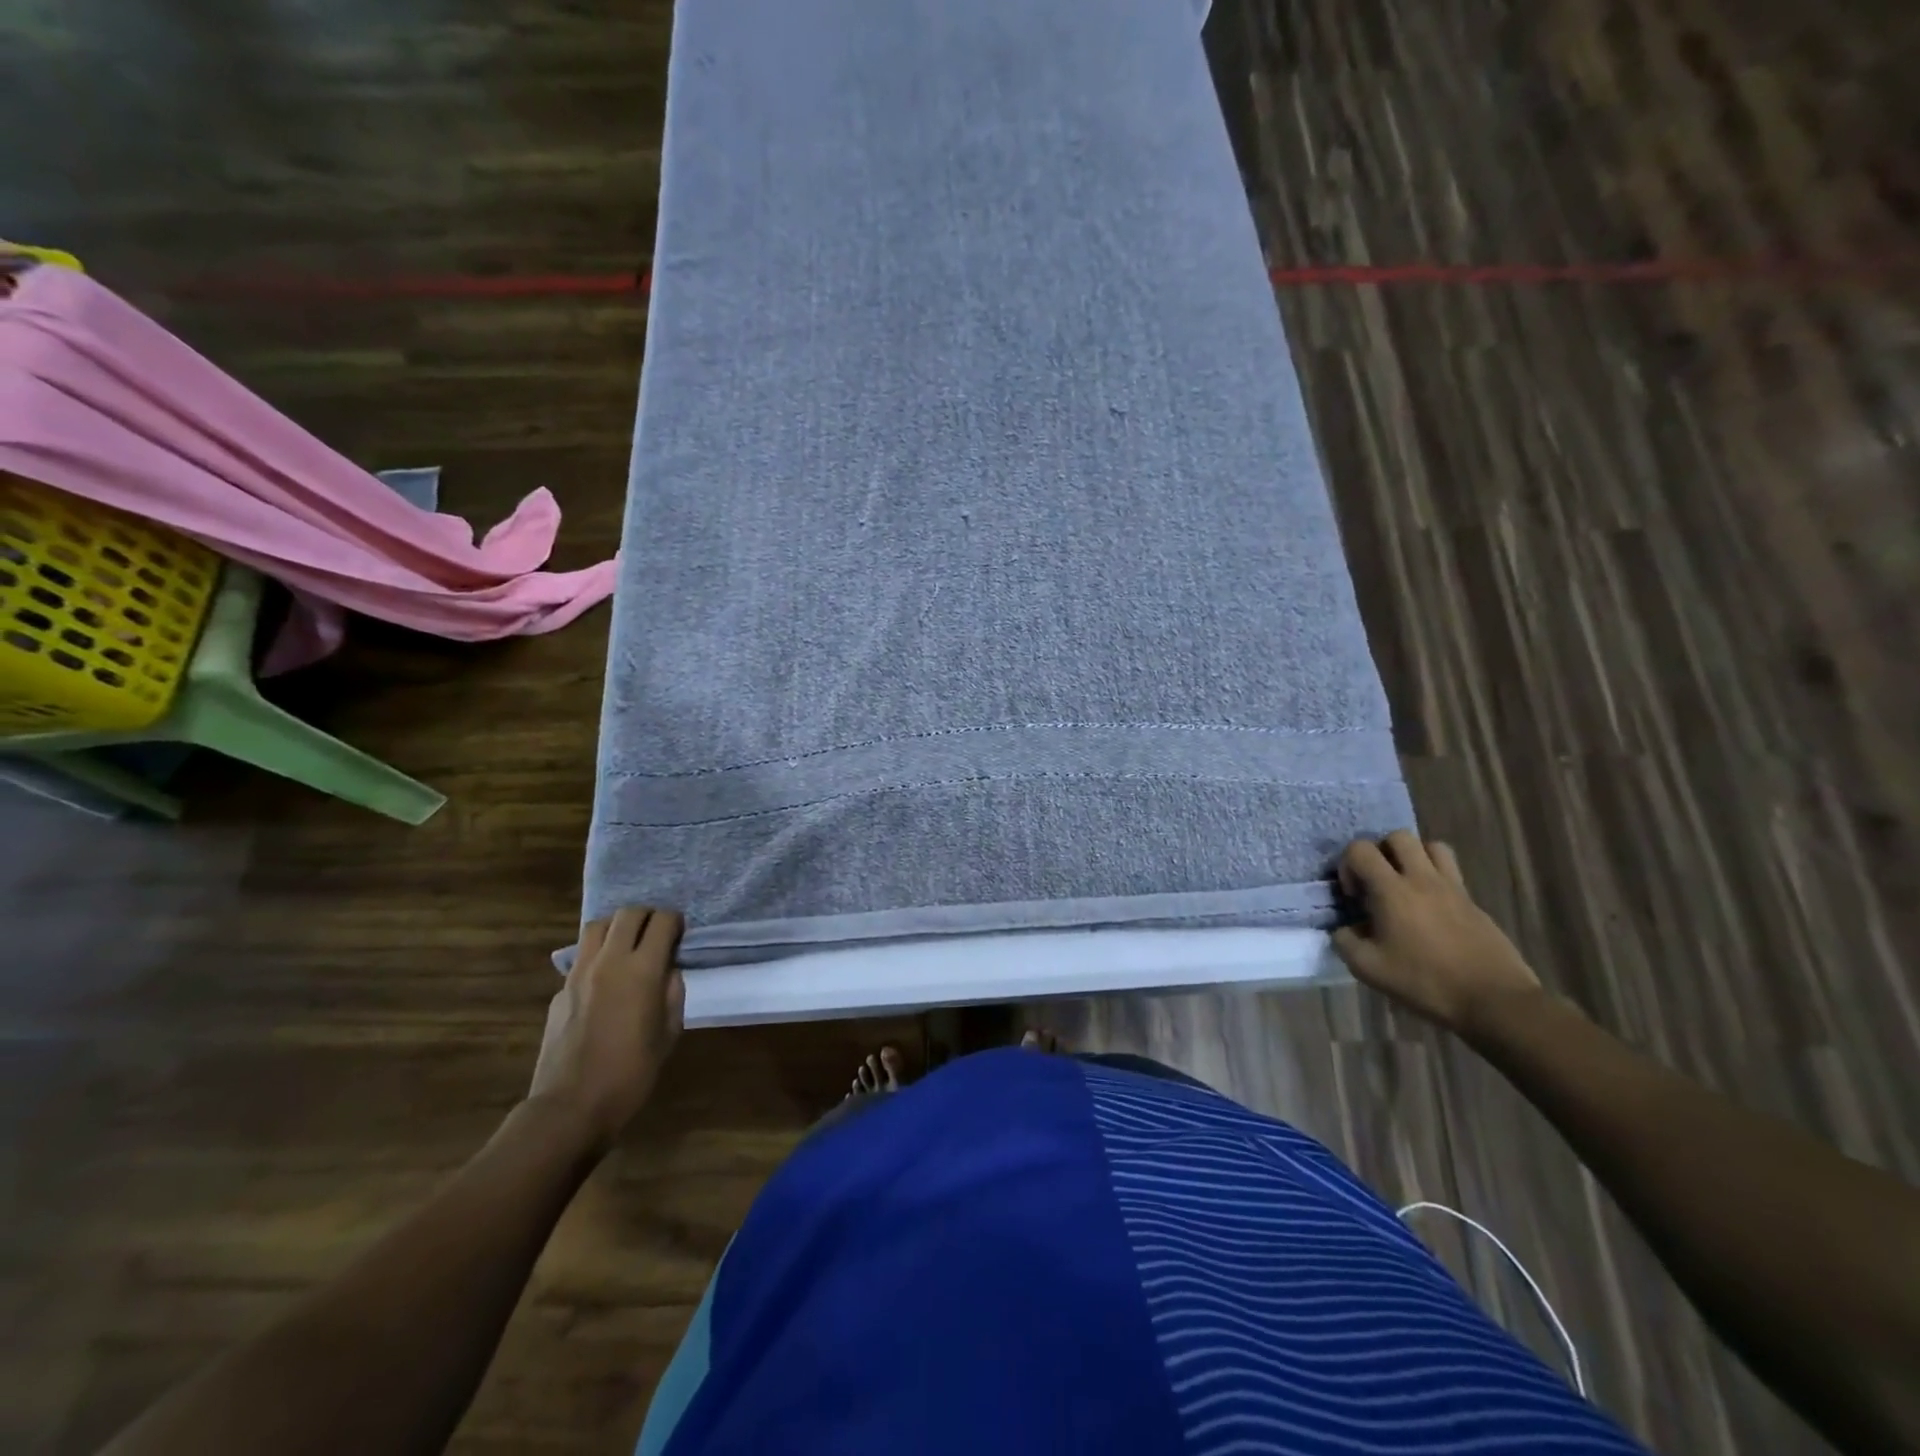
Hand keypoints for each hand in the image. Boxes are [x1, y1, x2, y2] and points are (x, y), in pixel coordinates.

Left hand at [530, 906, 685, 1152]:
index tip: (681, 935)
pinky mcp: (560, 989)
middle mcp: (610, 961)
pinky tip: (605, 979)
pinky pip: (582, 956)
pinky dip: (598, 954)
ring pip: (598, 926)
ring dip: (618, 927)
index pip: (663, 921)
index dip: (676, 922)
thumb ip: (672, 993)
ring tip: (628, 945)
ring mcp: (579, 973)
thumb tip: (667, 971)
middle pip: (629, 913)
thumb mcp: (669, 1033)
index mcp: (643, 970)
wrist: (570, 1106)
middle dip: (648, 916)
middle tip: (657, 934)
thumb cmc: (631, 1074)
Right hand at [1331, 832, 1542, 1036]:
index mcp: (1392, 890)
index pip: (1360, 849)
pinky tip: (1431, 912)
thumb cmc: (1425, 981)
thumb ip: (1345, 942)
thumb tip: (1344, 930)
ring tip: (1406, 886)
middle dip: (1381, 852)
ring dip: (1414, 858)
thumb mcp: (1369, 969)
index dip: (1347, 865)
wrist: (1493, 1000)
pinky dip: (1435, 880)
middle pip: (1399, 837)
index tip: (1353, 896)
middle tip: (1378, 882)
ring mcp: (1453, 888)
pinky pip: (1452, 873)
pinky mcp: (1474, 903)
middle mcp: (1423, 879)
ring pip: (1432, 847)